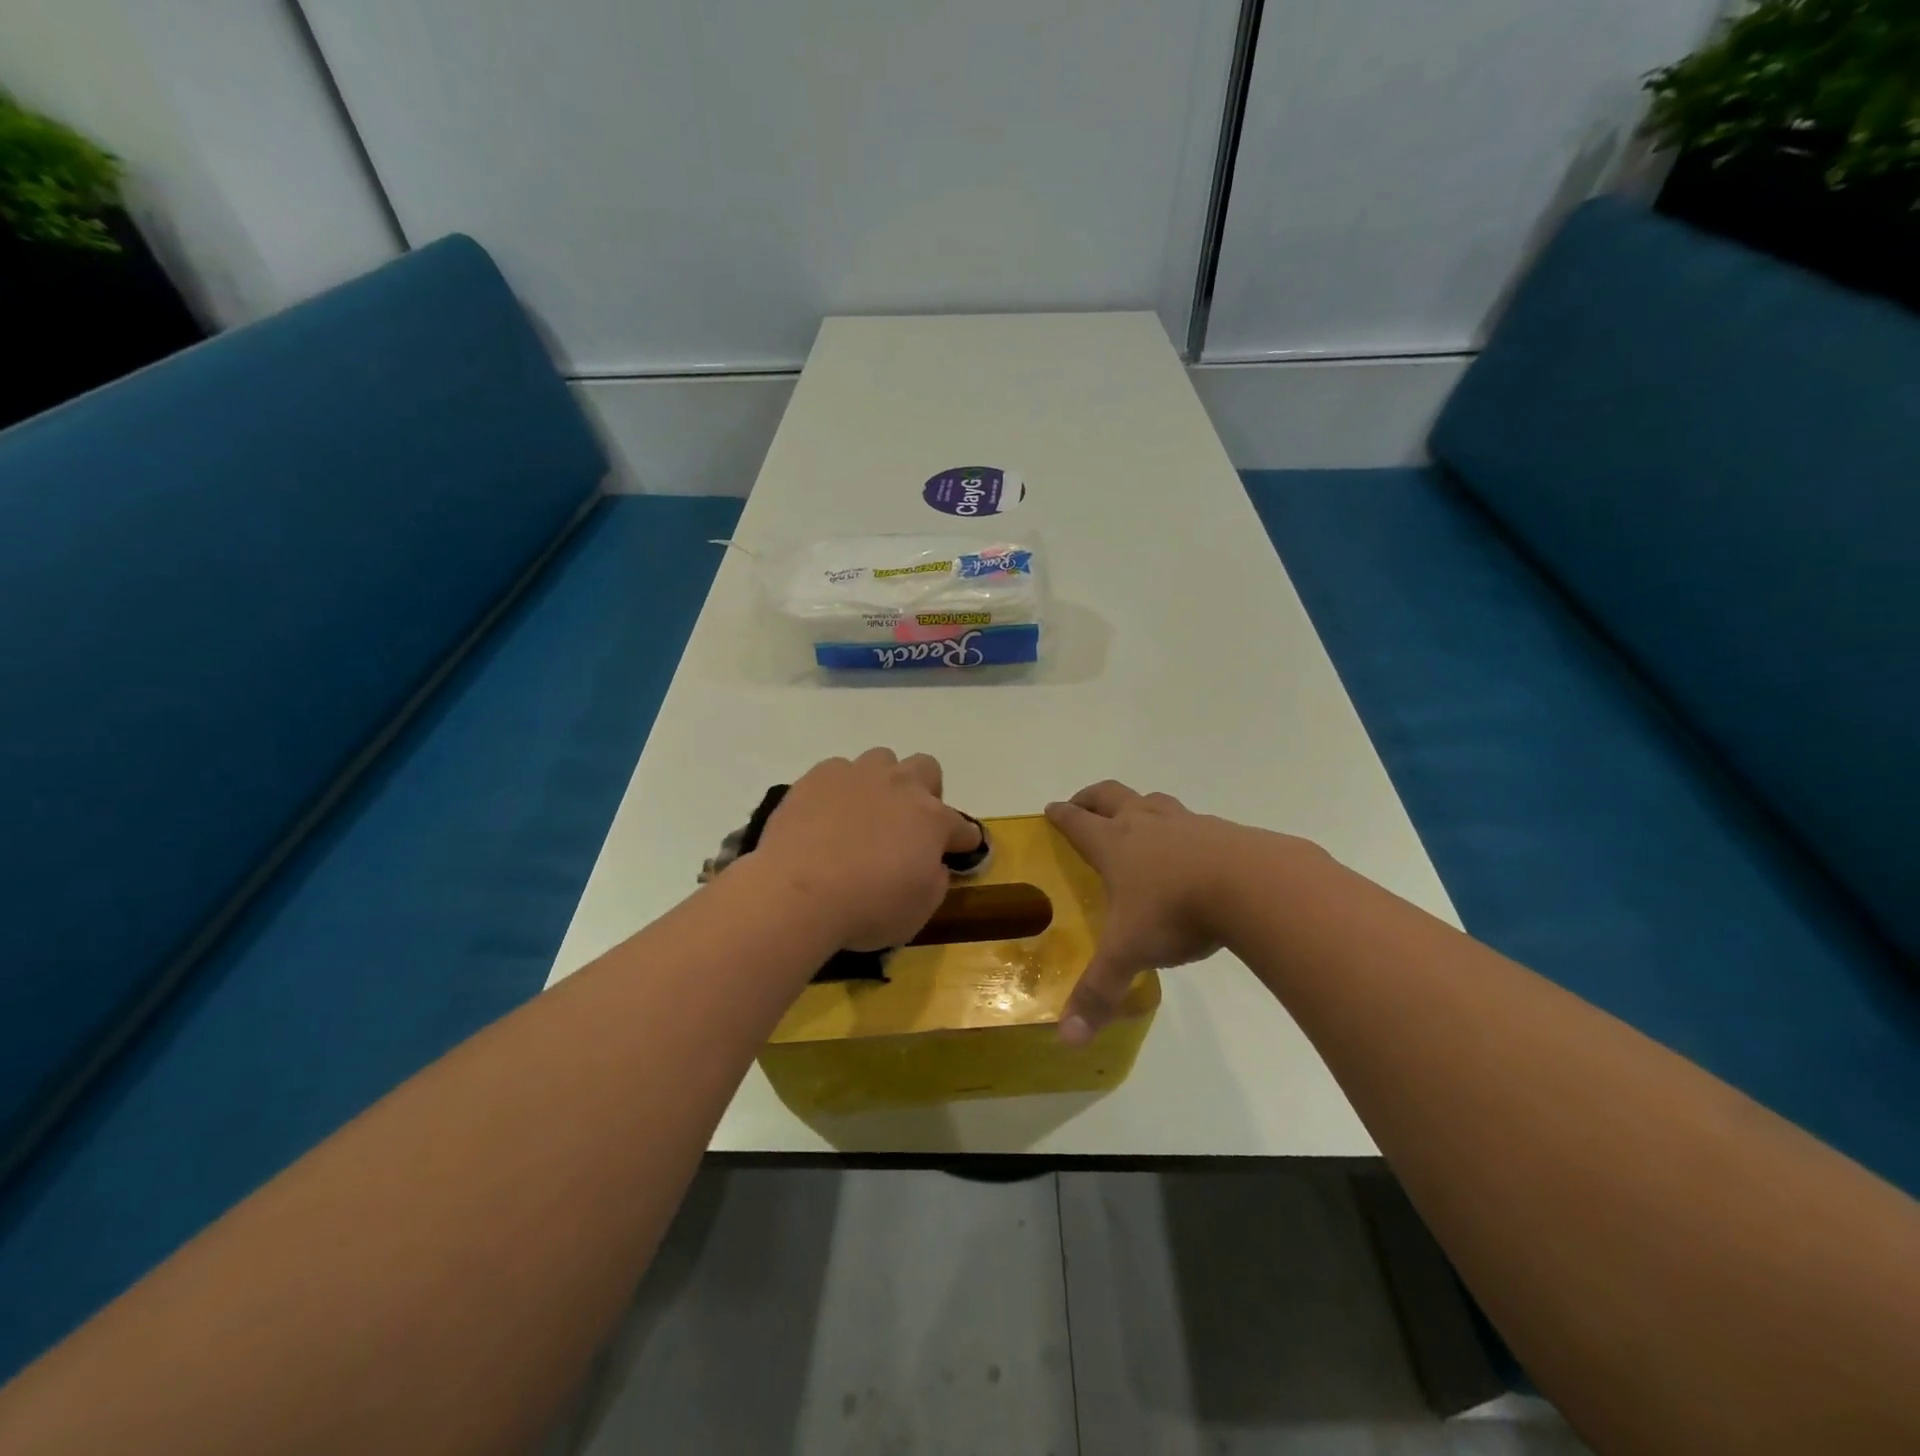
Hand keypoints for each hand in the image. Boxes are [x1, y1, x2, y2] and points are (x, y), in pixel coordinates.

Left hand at [754, 748, 980, 951]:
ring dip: (881, 783)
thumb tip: (933, 864)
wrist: (797, 893)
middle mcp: (900, 786)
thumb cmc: (867, 908)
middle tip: (908, 825)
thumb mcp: (919, 910)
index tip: (958, 852)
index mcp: (932, 819)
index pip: (962, 826)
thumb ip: (935, 880)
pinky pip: (838, 770)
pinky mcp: (818, 776)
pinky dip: (840, 789)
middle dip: (925, 792)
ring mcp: (857, 775)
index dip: (962, 840)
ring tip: (864, 814)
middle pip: (926, 768)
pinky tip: (826, 815)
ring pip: (882, 760)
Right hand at [1045, 781, 1300, 1043]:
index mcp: (1114, 845)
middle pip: (1110, 795)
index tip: (1051, 809)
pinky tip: (1194, 853)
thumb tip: (1067, 1040)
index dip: (1061, 815)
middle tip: (1083, 805)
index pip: (1078, 822)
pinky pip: (1195, 822)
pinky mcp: (1224, 830)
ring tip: (1137, 821)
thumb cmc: (1175, 911)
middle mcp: (1146, 824)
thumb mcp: (1130, 954)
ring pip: (1154, 800)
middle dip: (1092, 798)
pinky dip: (1184, 830)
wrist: (1252, 884)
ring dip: (1138, 806)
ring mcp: (1187, 822)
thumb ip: (1099, 993)